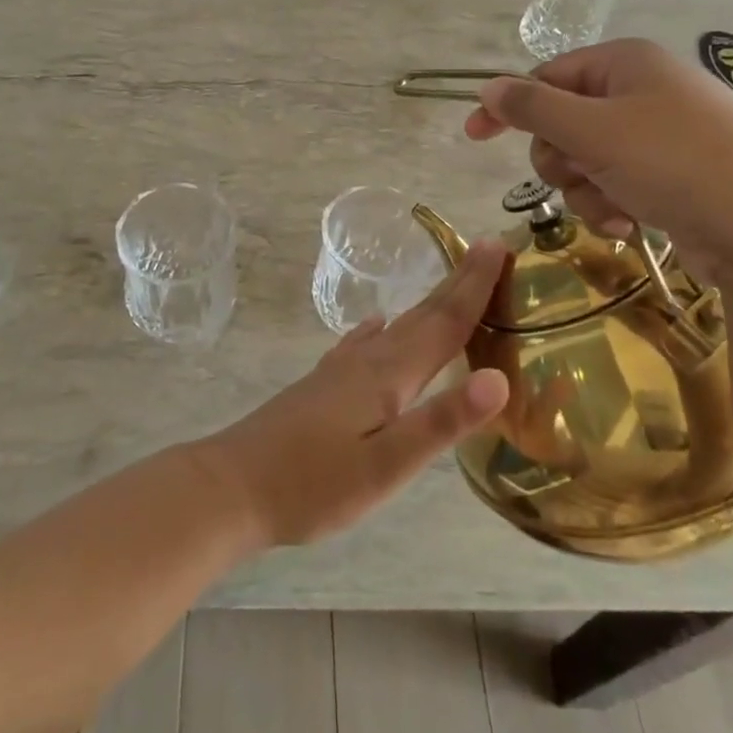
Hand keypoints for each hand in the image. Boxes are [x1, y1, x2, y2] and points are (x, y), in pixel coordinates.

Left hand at [192, 241, 510, 547]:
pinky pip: (364, 343)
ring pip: (396, 326)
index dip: (475, 285)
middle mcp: (367, 361)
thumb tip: (499, 378)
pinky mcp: (322, 385)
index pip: (444, 322)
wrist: (233, 486)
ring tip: (450, 287)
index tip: (499, 246)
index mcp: (389, 375)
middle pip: (422, 314)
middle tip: (487, 249)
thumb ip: (441, 422)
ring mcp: (340, 370)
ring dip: (427, 303)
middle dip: (458, 283)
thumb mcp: (386, 466)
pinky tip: (377, 326)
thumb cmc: (314, 484)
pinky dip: (381, 329)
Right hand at [463, 38, 732, 279]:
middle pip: (563, 122)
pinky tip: (628, 222)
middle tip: (575, 175)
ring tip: (611, 208)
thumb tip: (488, 87)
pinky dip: (611, 204)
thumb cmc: (674, 164)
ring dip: (584, 189)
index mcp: (625, 64)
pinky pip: (616, 182)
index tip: (473, 137)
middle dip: (560, 158)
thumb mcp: (592, 131)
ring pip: (586, 159)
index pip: (546, 77)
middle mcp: (642, 91)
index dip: (509, 106)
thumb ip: (533, 107)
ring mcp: (660, 134)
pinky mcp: (673, 173)